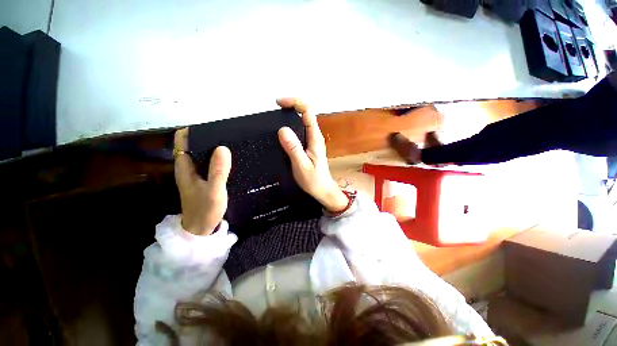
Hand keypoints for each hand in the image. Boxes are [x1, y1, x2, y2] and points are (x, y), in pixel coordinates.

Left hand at [174, 128, 231, 234]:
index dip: (193, 131)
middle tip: (227, 134)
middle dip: (207, 138)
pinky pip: (210, 164)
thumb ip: (218, 170)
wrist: (201, 229)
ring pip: (203, 155)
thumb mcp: (214, 190)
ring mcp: (196, 175)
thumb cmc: (205, 210)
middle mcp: (188, 168)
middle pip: (194, 146)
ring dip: (214, 149)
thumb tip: (223, 147)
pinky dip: (218, 159)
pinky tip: (230, 160)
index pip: (182, 141)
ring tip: (231, 143)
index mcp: (185, 167)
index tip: (211, 126)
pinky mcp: (204, 180)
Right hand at [277, 98, 348, 211]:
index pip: (308, 111)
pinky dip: (290, 125)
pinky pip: (300, 130)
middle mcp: (314, 136)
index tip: (279, 103)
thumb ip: (293, 148)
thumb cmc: (314, 180)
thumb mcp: (302, 165)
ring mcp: (311, 140)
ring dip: (290, 114)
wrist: (322, 189)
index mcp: (315, 138)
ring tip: (276, 116)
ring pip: (302, 121)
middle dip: (291, 105)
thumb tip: (282, 129)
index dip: (295, 102)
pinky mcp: (308, 145)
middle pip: (305, 113)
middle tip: (275, 108)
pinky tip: (282, 130)